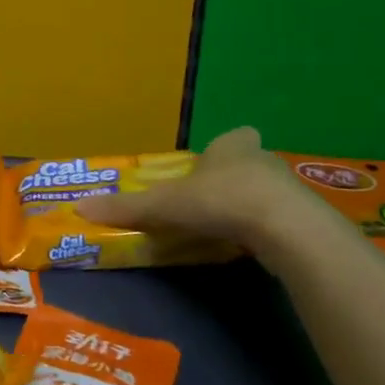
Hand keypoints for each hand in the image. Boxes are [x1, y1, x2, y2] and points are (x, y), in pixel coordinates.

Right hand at [74, 127, 311, 246]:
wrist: (286, 228)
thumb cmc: (221, 200)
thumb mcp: (164, 205)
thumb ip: (126, 207)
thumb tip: (79, 207)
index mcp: (232, 145)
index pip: (232, 138)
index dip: (220, 151)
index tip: (207, 168)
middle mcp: (263, 159)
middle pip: (247, 165)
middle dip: (230, 180)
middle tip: (208, 203)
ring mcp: (288, 189)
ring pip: (265, 192)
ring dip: (249, 206)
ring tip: (227, 229)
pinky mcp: (304, 219)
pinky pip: (279, 220)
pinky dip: (265, 230)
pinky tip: (251, 247)